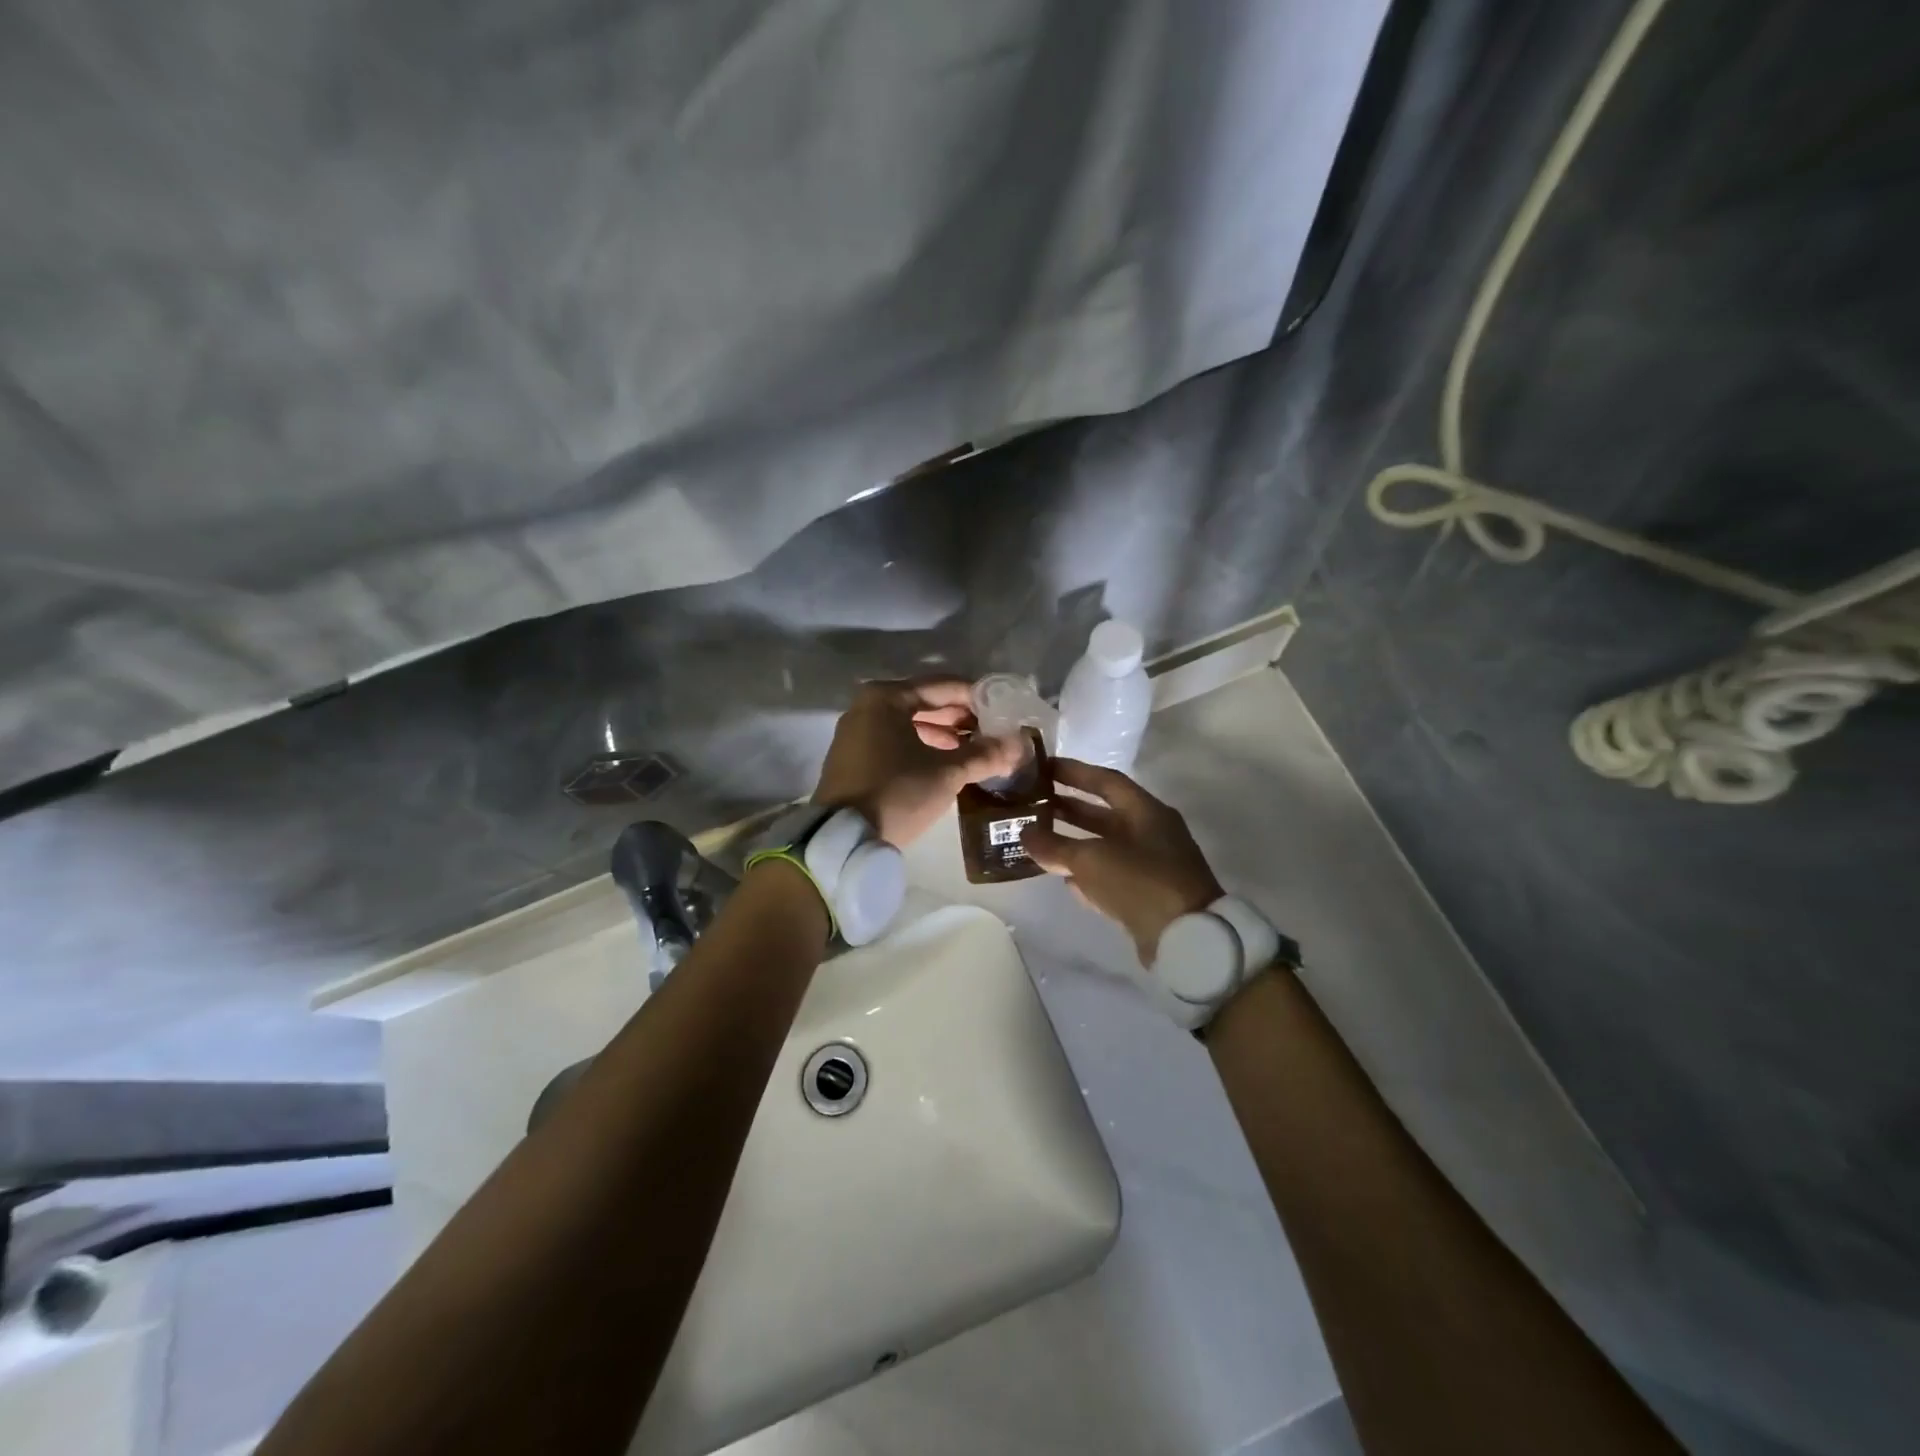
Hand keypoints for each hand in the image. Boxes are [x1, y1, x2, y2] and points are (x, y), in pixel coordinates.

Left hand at [813, 678, 1026, 846]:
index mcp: (885, 698)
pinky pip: (895, 741)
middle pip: (924, 702)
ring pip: (910, 724)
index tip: (1004, 710)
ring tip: (976, 749)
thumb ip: (984, 755)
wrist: (844, 838)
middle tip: (993, 731)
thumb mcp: (946, 773)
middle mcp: (866, 707)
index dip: (976, 698)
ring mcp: (855, 733)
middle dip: (960, 718)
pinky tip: (946, 762)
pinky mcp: (853, 758)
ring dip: (943, 734)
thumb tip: (1019, 745)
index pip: (942, 686)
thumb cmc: (897, 792)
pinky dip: (921, 746)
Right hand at [1022, 758, 1223, 964]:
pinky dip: (1087, 874)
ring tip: (1040, 840)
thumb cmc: (1140, 883)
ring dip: (1075, 842)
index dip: (1074, 772)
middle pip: (1105, 813)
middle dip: (1069, 808)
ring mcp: (1152, 866)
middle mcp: (1151, 833)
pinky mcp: (1148, 896)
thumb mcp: (1091, 859)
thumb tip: (1025, 834)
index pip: (1106, 781)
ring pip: (1106, 846)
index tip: (1044, 768)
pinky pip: (1111, 876)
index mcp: (1146, 812)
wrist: (1187, 939)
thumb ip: (1055, 845)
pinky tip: (1063, 879)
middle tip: (1034, 804)